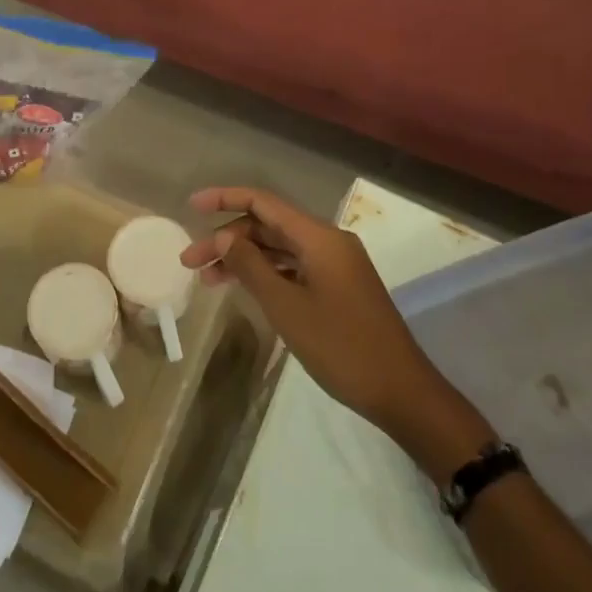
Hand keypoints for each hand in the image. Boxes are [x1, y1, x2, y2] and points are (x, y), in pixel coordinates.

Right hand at [184, 187, 451, 440]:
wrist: (401, 392)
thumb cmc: (342, 346)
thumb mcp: (287, 307)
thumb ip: (252, 266)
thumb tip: (223, 237)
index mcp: (319, 237)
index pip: (263, 202)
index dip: (225, 198)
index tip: (192, 206)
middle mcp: (327, 242)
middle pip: (268, 226)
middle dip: (227, 238)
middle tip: (190, 262)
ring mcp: (334, 266)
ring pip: (278, 249)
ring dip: (243, 259)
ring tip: (207, 280)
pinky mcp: (337, 288)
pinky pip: (293, 268)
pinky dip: (265, 274)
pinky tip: (242, 289)